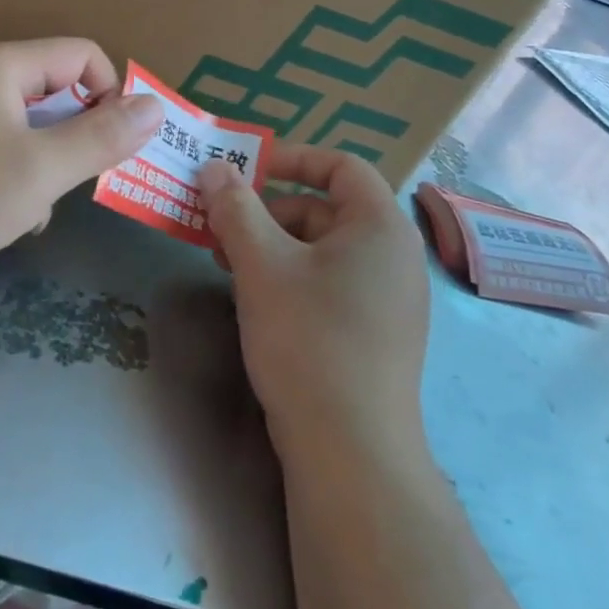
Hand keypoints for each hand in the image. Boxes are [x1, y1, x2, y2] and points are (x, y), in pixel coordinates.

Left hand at [0, 39, 161, 293]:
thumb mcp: (41, 169)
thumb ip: (102, 137)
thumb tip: (155, 107)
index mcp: (4, 67)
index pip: (82, 55)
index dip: (111, 93)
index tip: (115, 145)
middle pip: (55, 90)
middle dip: (77, 135)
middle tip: (79, 181)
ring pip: (29, 127)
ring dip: (47, 164)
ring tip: (37, 206)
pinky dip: (15, 177)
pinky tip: (7, 217)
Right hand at [200, 147, 430, 454]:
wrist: (350, 451)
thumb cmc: (308, 339)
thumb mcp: (261, 264)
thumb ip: (235, 208)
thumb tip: (214, 167)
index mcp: (380, 226)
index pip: (341, 165)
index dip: (291, 158)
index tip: (244, 171)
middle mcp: (393, 255)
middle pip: (324, 208)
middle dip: (267, 211)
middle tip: (218, 228)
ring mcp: (387, 298)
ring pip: (320, 249)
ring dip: (271, 245)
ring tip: (226, 265)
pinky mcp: (374, 333)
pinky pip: (328, 284)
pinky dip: (289, 277)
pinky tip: (254, 298)